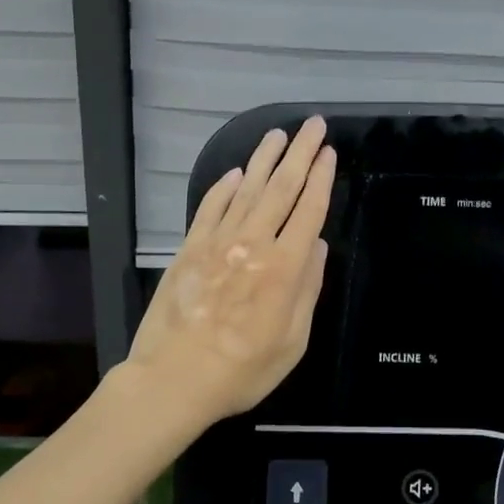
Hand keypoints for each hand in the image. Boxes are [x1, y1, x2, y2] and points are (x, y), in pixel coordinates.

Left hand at [123, 117, 334, 430]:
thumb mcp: (292, 341)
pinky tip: (235, 173)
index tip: (329, 152)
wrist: (174, 379)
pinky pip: (210, 207)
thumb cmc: (243, 370)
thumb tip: (316, 245)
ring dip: (264, 159)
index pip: (309, 210)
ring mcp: (217, 243)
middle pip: (281, 188)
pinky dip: (224, 187)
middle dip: (300, 153)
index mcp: (285, 268)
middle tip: (312, 125)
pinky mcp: (189, 249)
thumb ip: (307, 289)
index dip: (321, 178)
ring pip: (246, 190)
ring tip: (277, 135)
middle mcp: (253, 244)